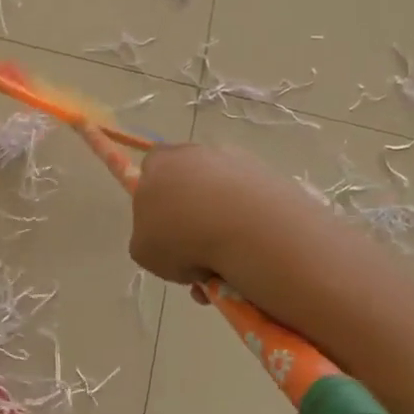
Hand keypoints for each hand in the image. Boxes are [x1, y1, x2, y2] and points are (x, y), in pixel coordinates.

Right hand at [129, 142, 300, 290]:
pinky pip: (252, 201)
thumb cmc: (181, 238)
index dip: (156, 198)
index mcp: (159, 164)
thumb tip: (169, 240)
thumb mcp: (144, 252)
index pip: (151, 169)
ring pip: (223, 192)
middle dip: (191, 212)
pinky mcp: (269, 174)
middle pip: (189, 179)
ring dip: (222, 220)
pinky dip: (250, 223)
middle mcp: (196, 153)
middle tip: (195, 250)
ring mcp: (235, 161)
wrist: (246, 230)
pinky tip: (250, 251)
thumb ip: (148, 238)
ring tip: (226, 261)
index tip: (163, 227)